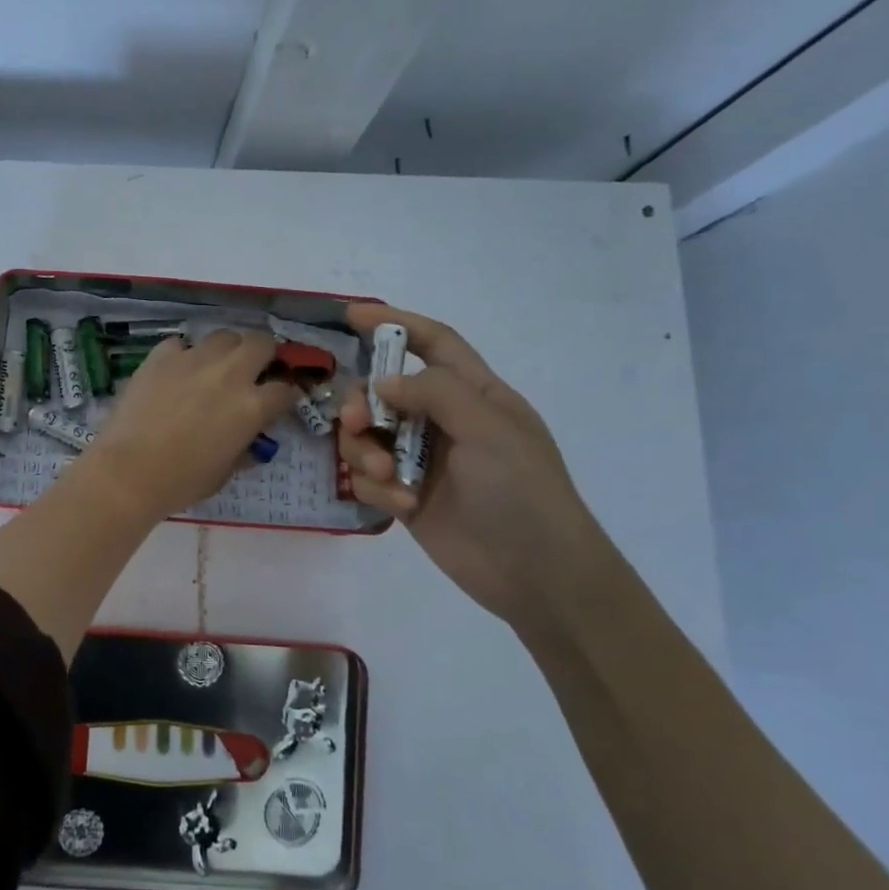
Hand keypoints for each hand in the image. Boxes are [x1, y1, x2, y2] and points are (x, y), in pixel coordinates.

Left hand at [82, 330, 298, 520]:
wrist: (129, 470)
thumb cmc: (182, 481)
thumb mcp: (224, 473)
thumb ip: (243, 451)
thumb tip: (250, 444)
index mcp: (252, 406)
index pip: (285, 390)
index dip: (286, 396)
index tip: (280, 401)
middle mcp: (230, 374)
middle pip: (261, 343)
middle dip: (263, 355)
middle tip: (252, 372)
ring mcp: (194, 359)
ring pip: (223, 337)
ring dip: (226, 350)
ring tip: (214, 367)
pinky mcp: (161, 356)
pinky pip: (181, 344)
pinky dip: (183, 355)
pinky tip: (176, 372)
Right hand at [337, 303, 624, 631]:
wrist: (536, 575)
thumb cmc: (522, 491)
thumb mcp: (489, 429)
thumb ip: (435, 392)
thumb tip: (383, 382)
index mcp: (475, 394)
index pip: (433, 344)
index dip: (396, 323)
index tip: (352, 314)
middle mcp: (444, 421)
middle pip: (383, 392)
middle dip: (362, 403)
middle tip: (358, 423)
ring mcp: (422, 460)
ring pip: (367, 436)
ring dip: (365, 453)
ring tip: (388, 479)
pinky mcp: (405, 496)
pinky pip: (368, 477)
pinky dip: (376, 488)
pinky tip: (402, 506)